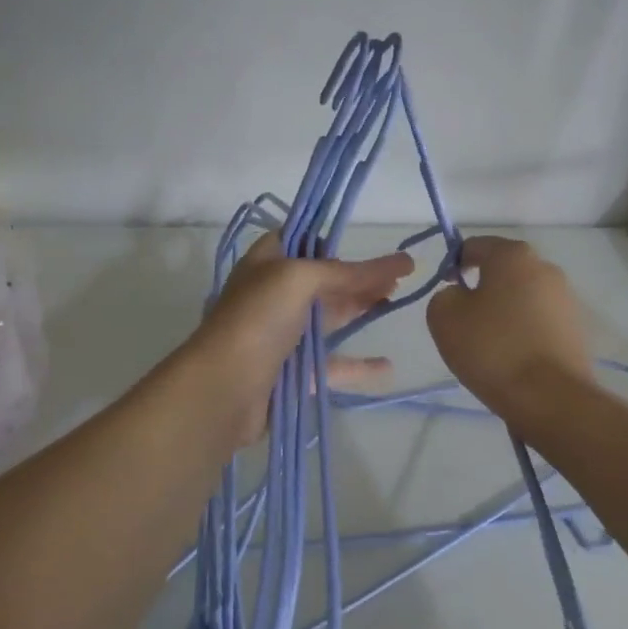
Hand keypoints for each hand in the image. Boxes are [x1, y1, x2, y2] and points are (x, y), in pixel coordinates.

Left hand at [191, 234, 414, 445]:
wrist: (225, 387)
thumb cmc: (258, 319)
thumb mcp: (300, 278)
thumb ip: (348, 272)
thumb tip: (403, 261)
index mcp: (266, 264)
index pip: (301, 241)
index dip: (333, 241)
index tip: (368, 245)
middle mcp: (273, 296)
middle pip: (322, 281)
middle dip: (358, 277)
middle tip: (400, 276)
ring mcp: (282, 336)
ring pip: (328, 319)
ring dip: (361, 310)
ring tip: (396, 304)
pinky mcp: (293, 373)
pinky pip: (332, 365)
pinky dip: (358, 364)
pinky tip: (387, 365)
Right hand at [426, 236, 593, 423]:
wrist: (549, 397)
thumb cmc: (492, 349)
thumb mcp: (443, 317)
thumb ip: (444, 295)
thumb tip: (460, 296)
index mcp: (513, 255)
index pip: (474, 246)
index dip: (453, 265)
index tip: (445, 292)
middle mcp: (545, 267)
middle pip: (503, 271)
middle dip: (482, 289)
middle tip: (464, 322)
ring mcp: (566, 299)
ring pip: (522, 297)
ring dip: (504, 312)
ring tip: (489, 346)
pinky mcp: (576, 329)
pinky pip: (539, 322)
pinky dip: (523, 332)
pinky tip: (512, 359)